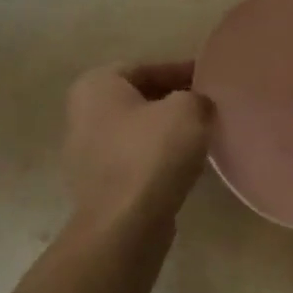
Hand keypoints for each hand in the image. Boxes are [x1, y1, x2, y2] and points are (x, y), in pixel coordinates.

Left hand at [64, 61, 212, 226]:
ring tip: (201, 136)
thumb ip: (196, 97)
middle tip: (208, 106)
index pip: (146, 67)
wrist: (125, 225)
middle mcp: (82, 113)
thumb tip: (198, 105)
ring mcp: (86, 152)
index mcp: (96, 85)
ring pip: (137, 131)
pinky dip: (157, 158)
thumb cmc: (152, 155)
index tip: (210, 79)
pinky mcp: (99, 185)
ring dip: (166, 131)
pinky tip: (183, 165)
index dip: (182, 71)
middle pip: (139, 99)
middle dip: (173, 101)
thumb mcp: (188, 110)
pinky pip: (134, 160)